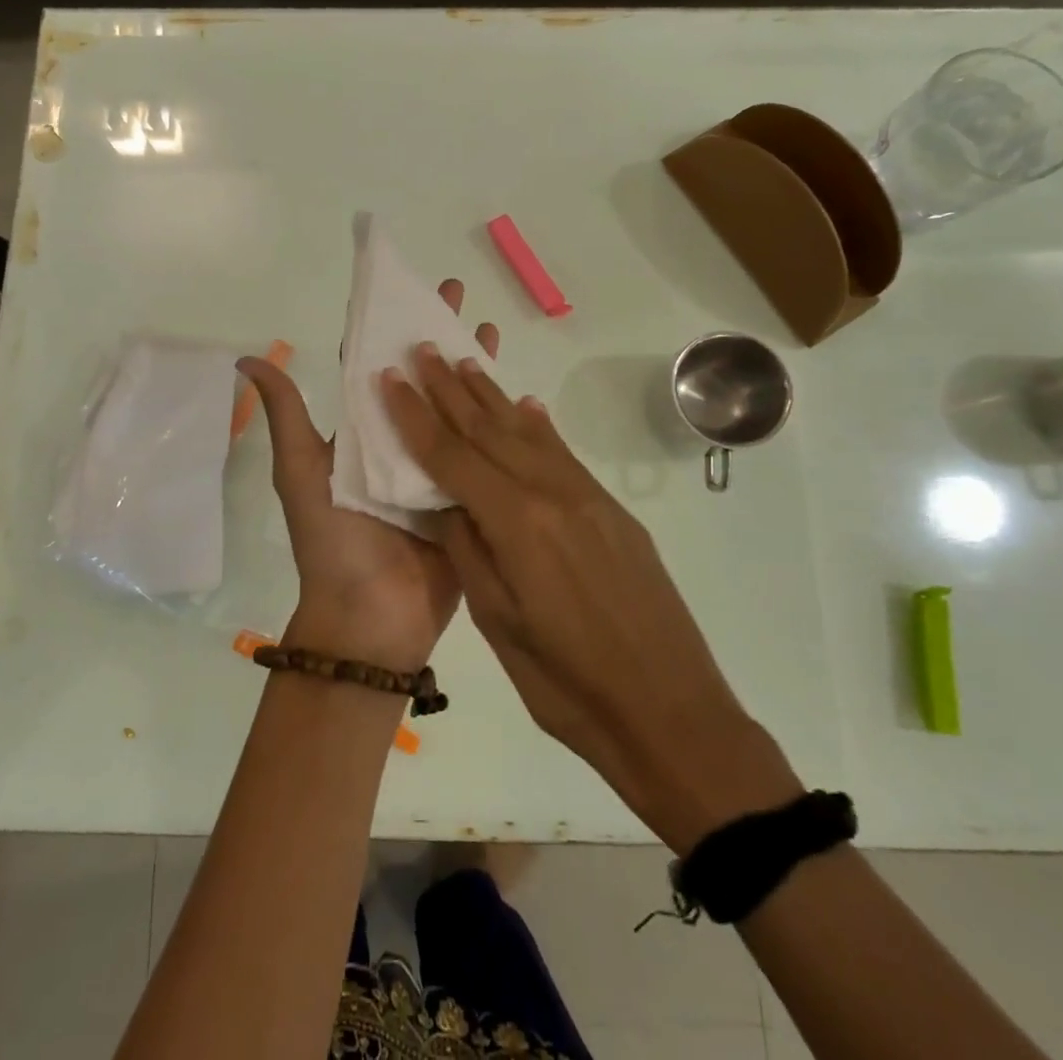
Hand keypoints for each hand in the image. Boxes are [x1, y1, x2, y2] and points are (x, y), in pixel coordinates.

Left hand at [238, 283, 497, 673]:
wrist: (371, 619)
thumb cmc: (333, 541)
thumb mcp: (301, 472)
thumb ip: (287, 415)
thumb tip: (246, 357)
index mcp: (359, 432)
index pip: (373, 366)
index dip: (385, 326)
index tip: (404, 287)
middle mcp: (397, 441)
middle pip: (419, 378)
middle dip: (436, 335)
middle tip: (456, 293)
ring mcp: (434, 467)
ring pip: (455, 406)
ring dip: (470, 369)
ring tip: (490, 330)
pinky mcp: (466, 493)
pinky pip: (482, 451)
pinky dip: (497, 421)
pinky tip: (519, 392)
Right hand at [381, 346, 803, 851]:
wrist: (673, 713)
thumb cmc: (569, 685)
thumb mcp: (500, 624)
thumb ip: (468, 550)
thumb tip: (443, 500)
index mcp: (517, 523)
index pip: (451, 457)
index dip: (415, 416)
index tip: (389, 378)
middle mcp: (552, 494)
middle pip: (488, 431)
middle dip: (449, 389)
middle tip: (422, 349)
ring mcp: (588, 498)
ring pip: (527, 434)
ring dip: (491, 397)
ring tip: (464, 361)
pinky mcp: (612, 511)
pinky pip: (563, 454)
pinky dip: (537, 426)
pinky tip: (525, 407)